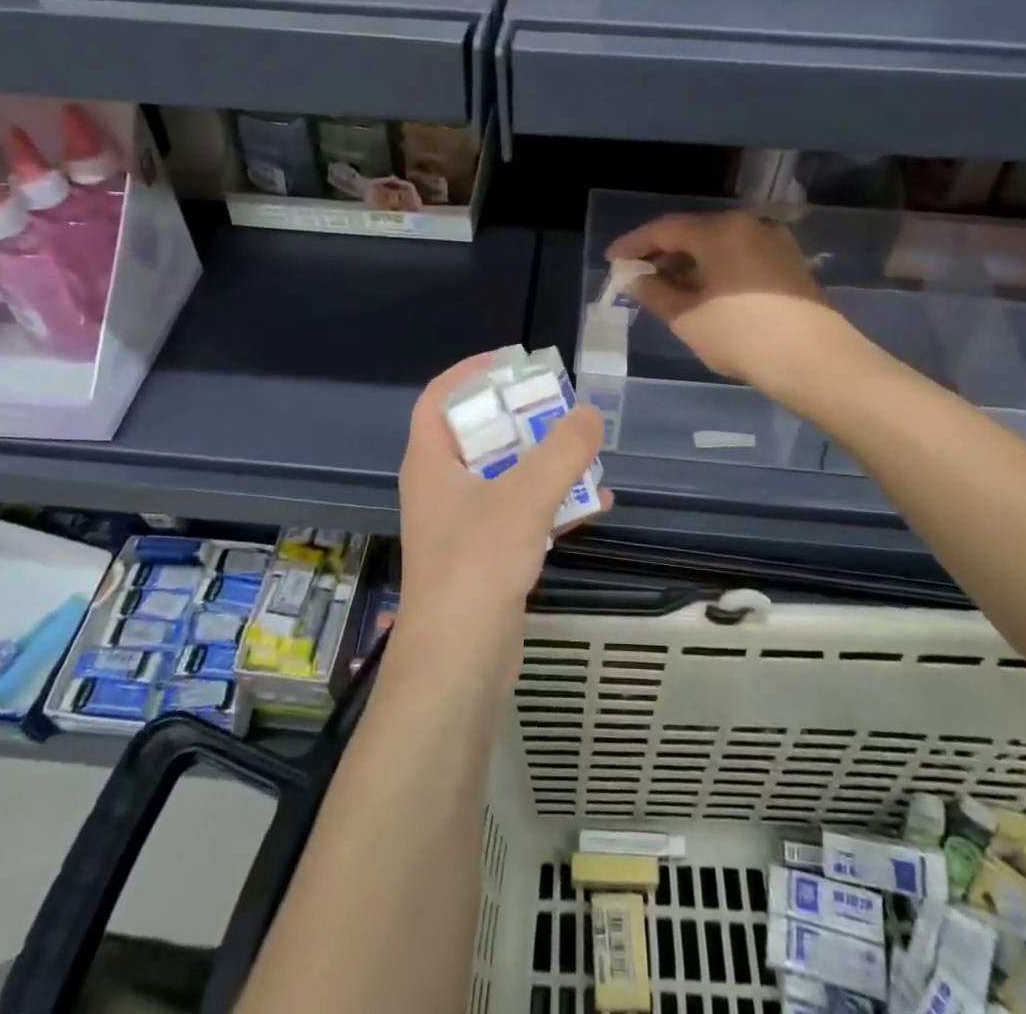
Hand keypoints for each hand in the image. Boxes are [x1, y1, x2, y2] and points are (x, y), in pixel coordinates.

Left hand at [394, 353, 610, 662]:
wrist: (459, 663)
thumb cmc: (477, 566)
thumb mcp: (523, 499)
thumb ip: (561, 452)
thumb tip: (589, 413)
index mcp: (431, 462)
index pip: (439, 398)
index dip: (471, 373)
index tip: (513, 361)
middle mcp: (441, 487)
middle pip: (478, 434)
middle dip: (519, 416)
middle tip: (560, 403)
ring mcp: (462, 524)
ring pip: (503, 474)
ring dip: (541, 459)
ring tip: (584, 448)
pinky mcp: (485, 555)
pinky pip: (520, 513)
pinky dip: (552, 502)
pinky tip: (595, 502)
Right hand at [606, 210, 851, 394]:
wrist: (815, 361)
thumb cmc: (741, 336)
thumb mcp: (686, 318)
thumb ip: (654, 293)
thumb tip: (633, 278)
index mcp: (720, 231)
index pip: (665, 229)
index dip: (634, 244)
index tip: (612, 260)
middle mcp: (748, 226)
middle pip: (694, 233)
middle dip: (662, 254)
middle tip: (636, 276)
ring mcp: (773, 243)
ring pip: (718, 247)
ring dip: (689, 264)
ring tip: (665, 289)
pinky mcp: (788, 265)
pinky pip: (739, 258)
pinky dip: (714, 270)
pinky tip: (701, 294)